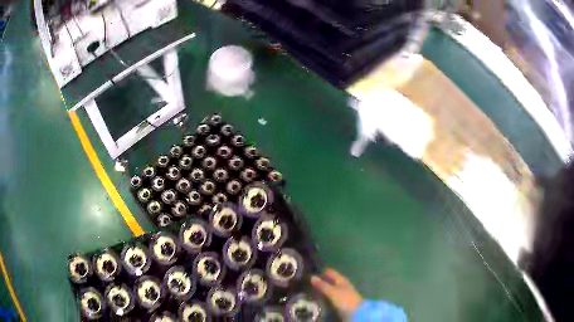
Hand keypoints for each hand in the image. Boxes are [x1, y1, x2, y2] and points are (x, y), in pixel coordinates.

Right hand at [311, 268, 362, 316]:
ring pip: (331, 288)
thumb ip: (322, 285)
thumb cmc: (345, 299)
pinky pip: (332, 295)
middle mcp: (343, 284)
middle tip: (310, 282)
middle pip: (331, 280)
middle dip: (322, 280)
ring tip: (312, 290)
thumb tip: (312, 276)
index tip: (312, 272)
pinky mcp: (342, 300)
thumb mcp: (332, 292)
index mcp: (342, 280)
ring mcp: (343, 292)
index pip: (331, 272)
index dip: (322, 271)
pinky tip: (321, 297)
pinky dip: (326, 295)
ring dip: (324, 288)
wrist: (356, 311)